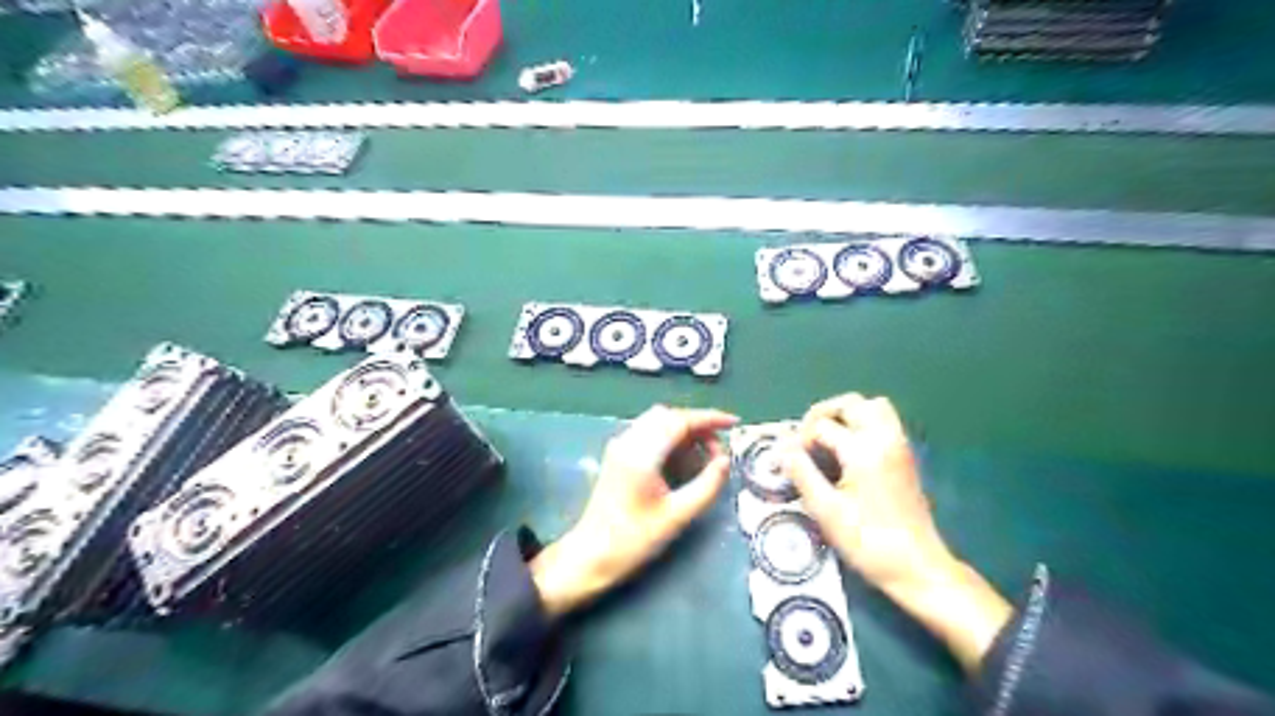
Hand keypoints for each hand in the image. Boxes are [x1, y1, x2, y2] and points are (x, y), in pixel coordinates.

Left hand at [535, 404, 737, 618]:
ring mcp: (620, 446)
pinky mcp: (618, 455)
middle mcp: (628, 441)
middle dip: (697, 426)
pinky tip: (683, 462)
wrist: (590, 555)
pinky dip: (670, 439)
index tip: (733, 423)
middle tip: (719, 450)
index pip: (679, 421)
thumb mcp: (678, 516)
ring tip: (704, 458)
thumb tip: (726, 461)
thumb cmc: (633, 539)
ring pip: (658, 422)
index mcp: (641, 453)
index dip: (709, 419)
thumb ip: (706, 486)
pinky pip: (649, 433)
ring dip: (684, 432)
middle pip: (668, 416)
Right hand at [776, 394, 1005, 674]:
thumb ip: (801, 473)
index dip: (799, 440)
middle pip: (852, 403)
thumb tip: (781, 449)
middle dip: (824, 413)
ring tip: (826, 437)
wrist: (917, 567)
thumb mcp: (826, 510)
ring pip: (873, 408)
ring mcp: (899, 446)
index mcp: (863, 449)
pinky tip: (847, 451)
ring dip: (847, 414)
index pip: (822, 426)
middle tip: (805, 437)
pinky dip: (863, 424)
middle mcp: (884, 438)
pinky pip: (884, 423)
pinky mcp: (905, 458)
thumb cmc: (868, 541)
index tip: (786, 460)